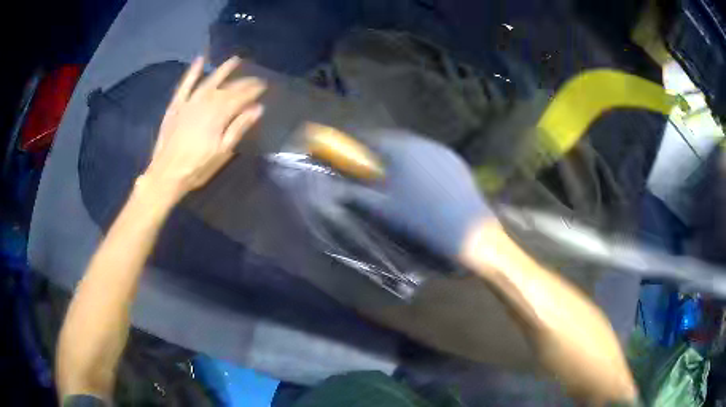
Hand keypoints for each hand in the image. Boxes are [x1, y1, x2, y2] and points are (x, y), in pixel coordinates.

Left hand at [142, 56, 265, 199]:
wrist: (166, 174)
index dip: (254, 90)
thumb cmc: (197, 167)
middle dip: (244, 82)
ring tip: (235, 60)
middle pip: (228, 88)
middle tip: (256, 78)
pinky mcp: (176, 105)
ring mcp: (189, 102)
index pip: (241, 97)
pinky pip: (185, 85)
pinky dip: (192, 72)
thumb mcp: (223, 152)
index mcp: (219, 114)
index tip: (265, 85)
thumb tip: (258, 108)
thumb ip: (239, 127)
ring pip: (209, 81)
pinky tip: (199, 60)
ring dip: (222, 70)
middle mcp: (206, 102)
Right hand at [347, 130, 491, 257]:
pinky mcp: (456, 161)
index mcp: (401, 151)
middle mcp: (422, 143)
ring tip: (398, 175)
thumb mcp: (383, 209)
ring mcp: (442, 151)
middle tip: (374, 167)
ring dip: (402, 155)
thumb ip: (356, 195)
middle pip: (394, 141)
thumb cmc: (420, 218)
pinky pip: (432, 156)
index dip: (359, 145)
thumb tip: (337, 188)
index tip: (353, 154)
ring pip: (414, 147)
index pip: (372, 139)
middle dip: (381, 150)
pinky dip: (421, 162)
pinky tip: (423, 182)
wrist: (466, 229)